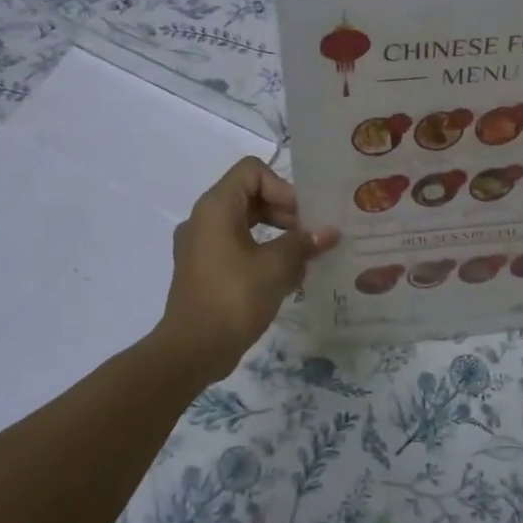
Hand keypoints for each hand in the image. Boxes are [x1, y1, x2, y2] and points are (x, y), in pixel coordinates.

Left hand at [156, 158, 339, 380]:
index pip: (252, 171)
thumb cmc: (234, 298)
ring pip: (245, 224)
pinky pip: (237, 248)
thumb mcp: (276, 267)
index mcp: (215, 208)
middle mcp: (204, 219)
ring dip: (277, 235)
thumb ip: (303, 243)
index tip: (302, 216)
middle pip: (250, 196)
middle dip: (285, 212)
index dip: (282, 186)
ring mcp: (201, 246)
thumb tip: (329, 232)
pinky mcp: (204, 270)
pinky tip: (287, 278)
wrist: (192, 350)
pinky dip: (262, 254)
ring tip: (304, 258)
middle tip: (311, 235)